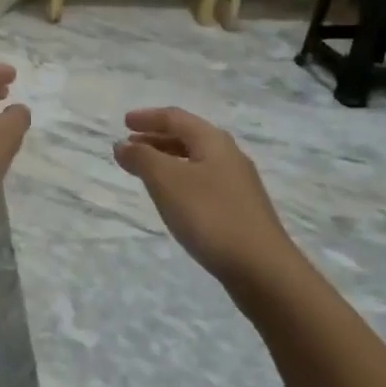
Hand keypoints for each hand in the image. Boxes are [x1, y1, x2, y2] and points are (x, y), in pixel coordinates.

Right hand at [114, 108, 295, 285]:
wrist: (262, 269)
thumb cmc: (210, 216)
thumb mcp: (167, 181)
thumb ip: (142, 158)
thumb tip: (122, 145)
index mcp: (213, 141)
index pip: (176, 118)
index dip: (148, 117)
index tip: (124, 123)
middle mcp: (229, 156)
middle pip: (188, 137)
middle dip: (156, 138)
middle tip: (130, 146)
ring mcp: (238, 185)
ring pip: (195, 161)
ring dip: (167, 160)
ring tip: (145, 172)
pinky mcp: (240, 210)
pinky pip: (203, 183)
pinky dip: (180, 181)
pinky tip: (173, 200)